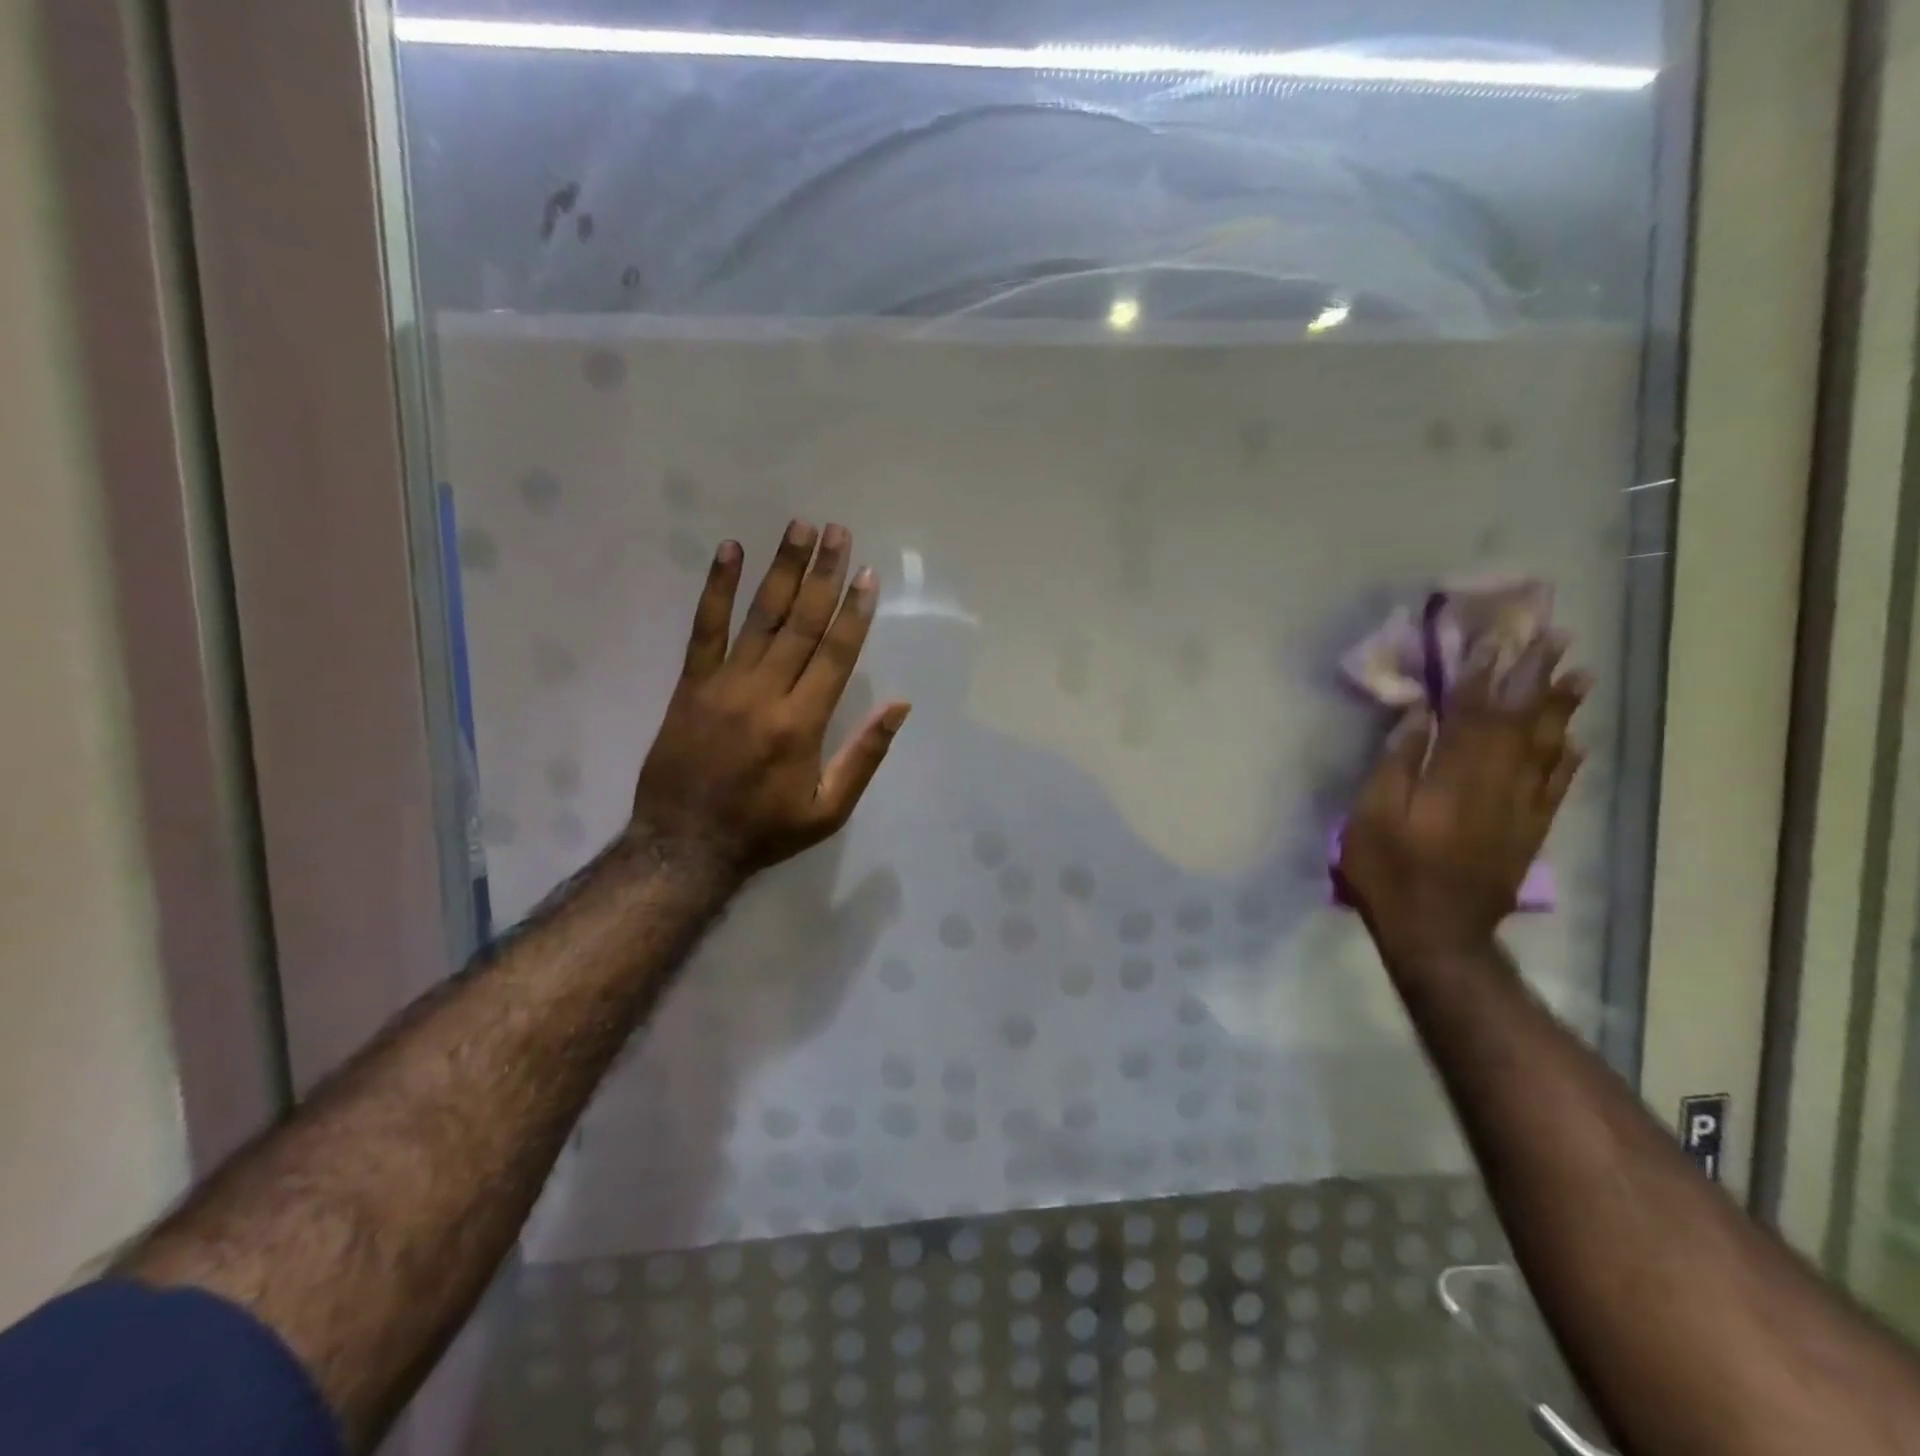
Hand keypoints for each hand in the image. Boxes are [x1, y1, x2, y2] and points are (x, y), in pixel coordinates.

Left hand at [631, 521, 909, 879]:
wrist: (684, 846)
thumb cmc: (765, 830)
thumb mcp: (829, 810)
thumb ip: (865, 756)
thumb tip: (900, 706)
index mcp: (802, 724)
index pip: (835, 654)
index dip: (854, 612)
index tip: (866, 574)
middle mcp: (766, 693)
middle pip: (801, 623)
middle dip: (823, 574)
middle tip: (838, 530)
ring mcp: (724, 684)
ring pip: (760, 617)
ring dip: (782, 569)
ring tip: (799, 527)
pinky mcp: (691, 684)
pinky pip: (704, 628)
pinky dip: (716, 589)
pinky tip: (729, 552)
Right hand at [1338, 637, 1590, 957]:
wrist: (1438, 934)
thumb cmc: (1390, 872)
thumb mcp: (1370, 816)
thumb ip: (1396, 763)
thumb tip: (1419, 714)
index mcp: (1452, 777)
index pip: (1471, 714)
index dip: (1481, 675)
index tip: (1494, 638)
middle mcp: (1495, 784)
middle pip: (1518, 722)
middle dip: (1534, 677)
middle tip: (1554, 638)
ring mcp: (1520, 809)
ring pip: (1545, 748)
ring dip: (1561, 708)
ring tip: (1578, 674)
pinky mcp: (1530, 832)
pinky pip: (1556, 786)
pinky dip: (1567, 759)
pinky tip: (1574, 739)